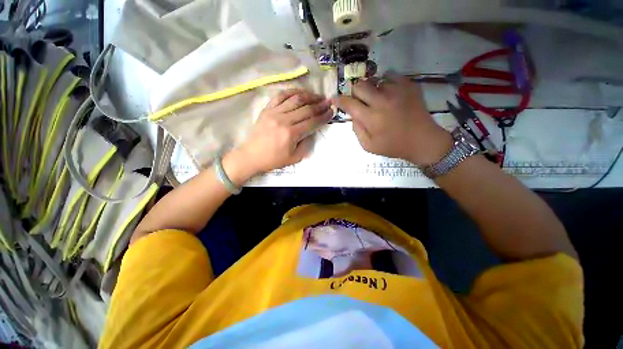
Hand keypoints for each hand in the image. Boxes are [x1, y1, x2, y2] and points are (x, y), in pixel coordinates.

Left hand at [226, 89, 332, 182]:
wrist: (252, 155)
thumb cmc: (274, 159)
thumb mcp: (295, 158)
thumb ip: (306, 144)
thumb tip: (312, 130)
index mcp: (291, 134)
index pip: (312, 122)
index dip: (324, 116)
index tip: (332, 111)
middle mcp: (284, 120)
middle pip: (306, 108)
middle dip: (320, 105)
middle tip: (328, 102)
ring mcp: (274, 112)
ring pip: (295, 99)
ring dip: (309, 96)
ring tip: (317, 96)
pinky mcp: (267, 109)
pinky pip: (281, 96)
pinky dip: (292, 92)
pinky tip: (300, 92)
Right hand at [334, 75, 451, 165]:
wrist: (423, 140)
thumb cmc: (394, 146)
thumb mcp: (368, 146)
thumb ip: (357, 130)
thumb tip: (353, 115)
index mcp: (371, 118)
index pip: (349, 103)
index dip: (339, 100)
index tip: (335, 99)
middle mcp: (382, 101)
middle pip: (360, 85)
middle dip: (355, 93)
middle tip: (359, 100)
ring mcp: (397, 91)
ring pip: (374, 80)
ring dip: (371, 88)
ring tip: (376, 98)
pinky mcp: (409, 86)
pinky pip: (391, 76)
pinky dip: (385, 82)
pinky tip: (388, 92)